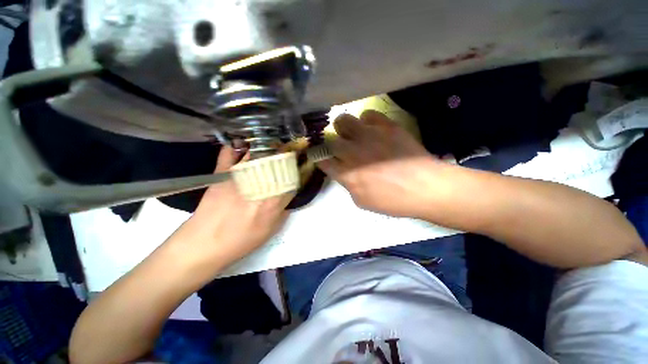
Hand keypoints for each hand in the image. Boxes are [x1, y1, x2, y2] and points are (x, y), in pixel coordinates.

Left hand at [170, 146, 292, 272]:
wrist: (205, 243)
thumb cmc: (241, 240)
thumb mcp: (270, 231)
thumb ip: (283, 213)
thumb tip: (287, 200)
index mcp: (274, 200)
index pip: (290, 179)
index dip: (295, 171)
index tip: (297, 166)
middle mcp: (260, 184)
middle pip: (276, 162)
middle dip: (284, 154)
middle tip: (286, 151)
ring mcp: (240, 177)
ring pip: (257, 154)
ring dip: (265, 147)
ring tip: (269, 144)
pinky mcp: (222, 174)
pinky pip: (229, 154)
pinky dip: (234, 147)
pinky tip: (240, 144)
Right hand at [318, 110, 440, 217]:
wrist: (426, 188)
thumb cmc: (394, 201)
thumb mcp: (362, 202)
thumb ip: (348, 185)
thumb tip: (344, 173)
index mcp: (347, 173)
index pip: (323, 160)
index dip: (320, 158)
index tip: (324, 158)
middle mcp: (353, 152)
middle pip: (330, 139)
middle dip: (332, 143)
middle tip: (341, 147)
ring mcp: (369, 136)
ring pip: (343, 120)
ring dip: (344, 128)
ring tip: (353, 134)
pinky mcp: (386, 126)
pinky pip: (368, 114)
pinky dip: (366, 121)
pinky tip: (372, 129)